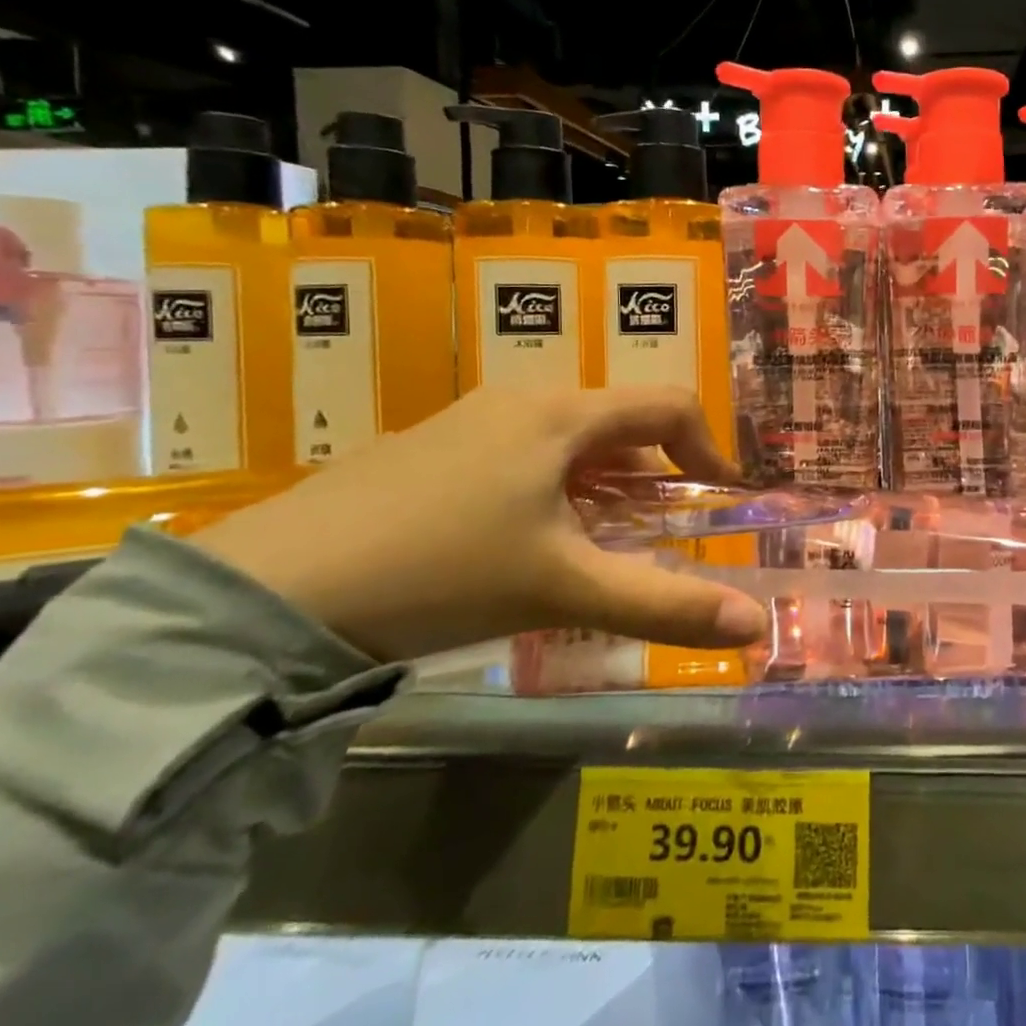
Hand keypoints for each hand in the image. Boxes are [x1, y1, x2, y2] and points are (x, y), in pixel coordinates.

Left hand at [192, 386, 768, 662]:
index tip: (724, 498)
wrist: (269, 593)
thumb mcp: (564, 589)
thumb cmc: (441, 572)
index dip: (710, 447)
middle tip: (661, 534)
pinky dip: (552, 489)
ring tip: (598, 546)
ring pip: (566, 441)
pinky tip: (525, 544)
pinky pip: (519, 454)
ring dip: (603, 485)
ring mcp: (466, 421)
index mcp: (560, 415)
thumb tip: (755, 625)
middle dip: (655, 475)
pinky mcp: (426, 450)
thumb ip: (666, 606)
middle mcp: (519, 400)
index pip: (667, 404)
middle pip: (618, 423)